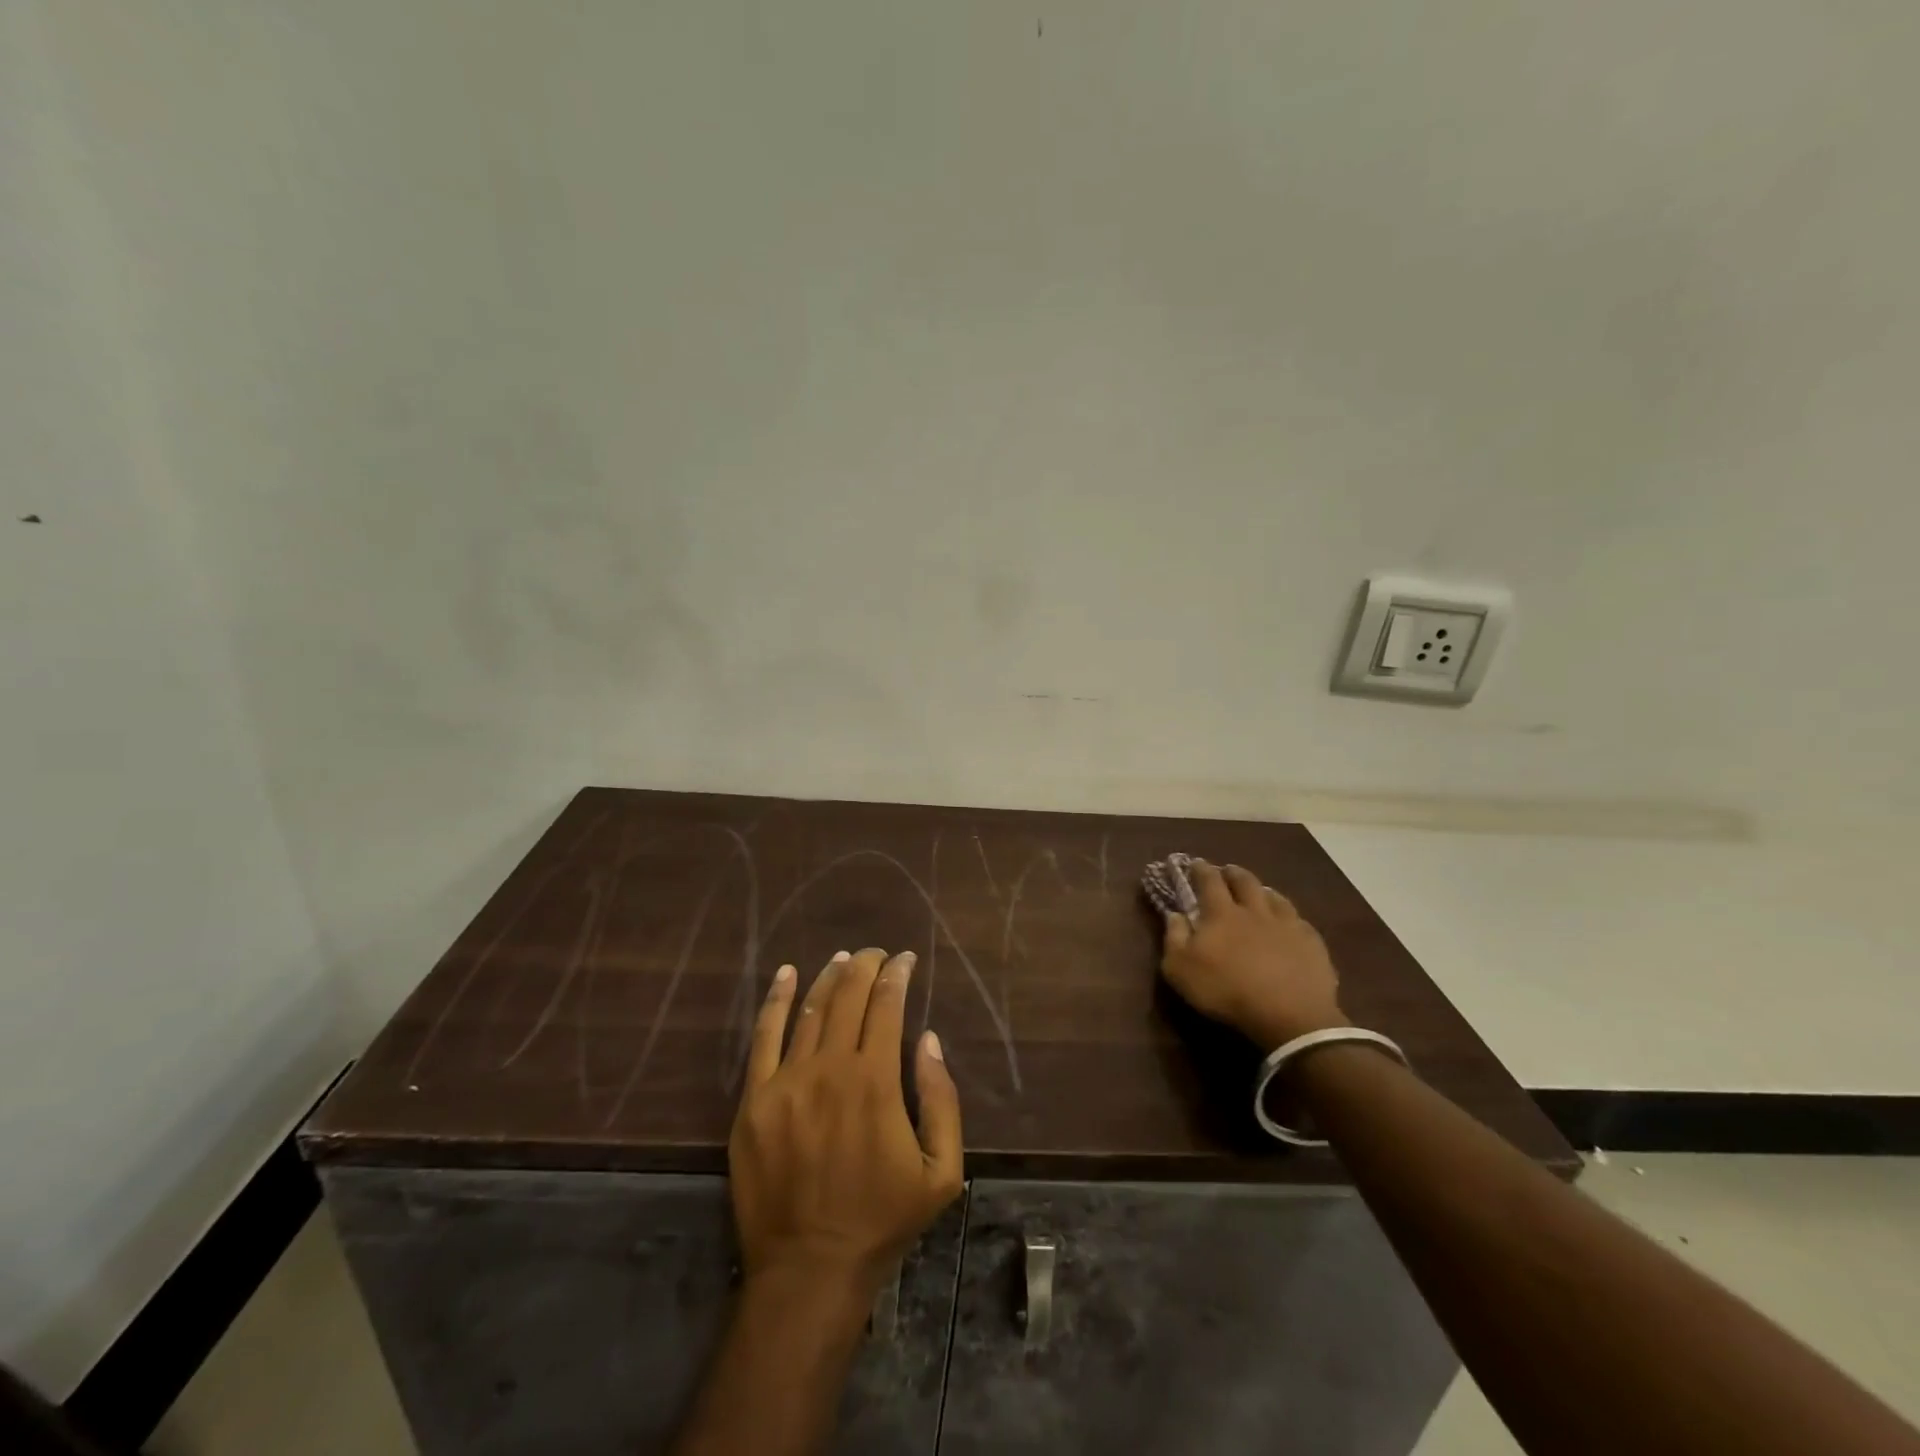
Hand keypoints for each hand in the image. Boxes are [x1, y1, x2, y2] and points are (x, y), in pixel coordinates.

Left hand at [729, 949, 963, 1301]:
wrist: (808, 1270)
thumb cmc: (881, 1220)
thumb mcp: (940, 1171)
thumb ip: (941, 1099)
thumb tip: (929, 1039)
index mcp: (875, 1082)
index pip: (886, 1006)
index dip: (897, 975)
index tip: (906, 959)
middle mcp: (829, 1069)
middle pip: (848, 997)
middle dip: (866, 966)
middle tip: (877, 953)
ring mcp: (786, 1082)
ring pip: (810, 1009)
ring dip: (829, 977)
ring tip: (844, 958)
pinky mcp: (754, 1100)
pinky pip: (763, 1037)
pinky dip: (776, 1000)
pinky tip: (787, 974)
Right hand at [1159, 860, 1348, 1049]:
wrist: (1289, 1015)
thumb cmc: (1226, 991)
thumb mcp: (1181, 970)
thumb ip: (1174, 939)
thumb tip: (1175, 914)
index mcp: (1221, 914)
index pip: (1209, 881)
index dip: (1201, 870)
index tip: (1195, 862)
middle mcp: (1254, 911)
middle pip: (1245, 882)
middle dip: (1234, 873)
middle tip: (1228, 870)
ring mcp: (1287, 925)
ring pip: (1275, 898)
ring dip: (1264, 891)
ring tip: (1260, 891)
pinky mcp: (1311, 943)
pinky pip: (1300, 922)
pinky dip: (1291, 918)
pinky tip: (1291, 923)